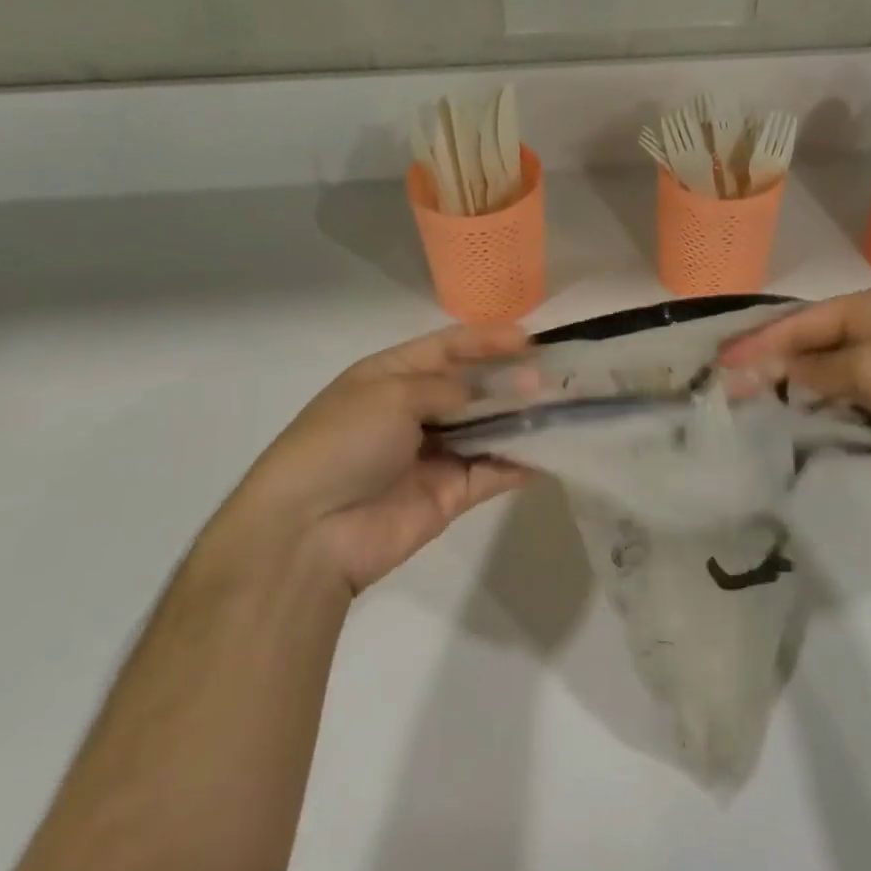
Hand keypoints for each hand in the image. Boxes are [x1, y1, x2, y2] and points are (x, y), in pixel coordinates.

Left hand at [238, 322, 532, 594]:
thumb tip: (487, 394)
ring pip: (487, 427)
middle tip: (551, 377)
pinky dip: (519, 461)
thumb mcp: (391, 394)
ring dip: (520, 418)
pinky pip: (492, 471)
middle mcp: (414, 410)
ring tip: (561, 407)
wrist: (310, 531)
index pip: (446, 348)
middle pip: (472, 388)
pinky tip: (551, 449)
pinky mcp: (451, 494)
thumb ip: (448, 388)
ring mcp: (434, 453)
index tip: (528, 339)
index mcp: (390, 377)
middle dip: (510, 379)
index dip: (485, 340)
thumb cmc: (344, 443)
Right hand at [720, 287, 870, 501]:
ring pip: (822, 386)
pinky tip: (785, 434)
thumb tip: (780, 370)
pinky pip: (842, 417)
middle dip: (769, 368)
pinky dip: (815, 425)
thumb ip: (819, 368)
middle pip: (809, 351)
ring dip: (789, 398)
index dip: (760, 341)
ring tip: (743, 413)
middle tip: (724, 389)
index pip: (803, 322)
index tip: (721, 362)